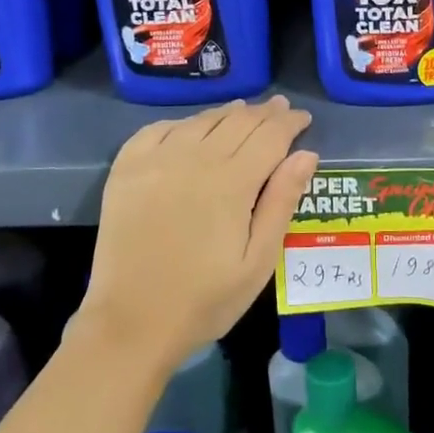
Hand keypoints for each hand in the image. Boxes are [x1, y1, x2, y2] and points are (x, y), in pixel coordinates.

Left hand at [80, 95, 318, 373]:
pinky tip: (192, 129)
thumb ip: (282, 202)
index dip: (290, 123)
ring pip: (202, 120)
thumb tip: (306, 154)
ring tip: (245, 112)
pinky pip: (160, 129)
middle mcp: (195, 158)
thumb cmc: (205, 300)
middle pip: (238, 121)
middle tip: (281, 108)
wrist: (131, 324)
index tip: (303, 118)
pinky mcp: (127, 168)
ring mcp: (156, 160)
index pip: (270, 135)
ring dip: (228, 113)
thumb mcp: (258, 261)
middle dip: (265, 113)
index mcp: (232, 182)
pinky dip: (184, 123)